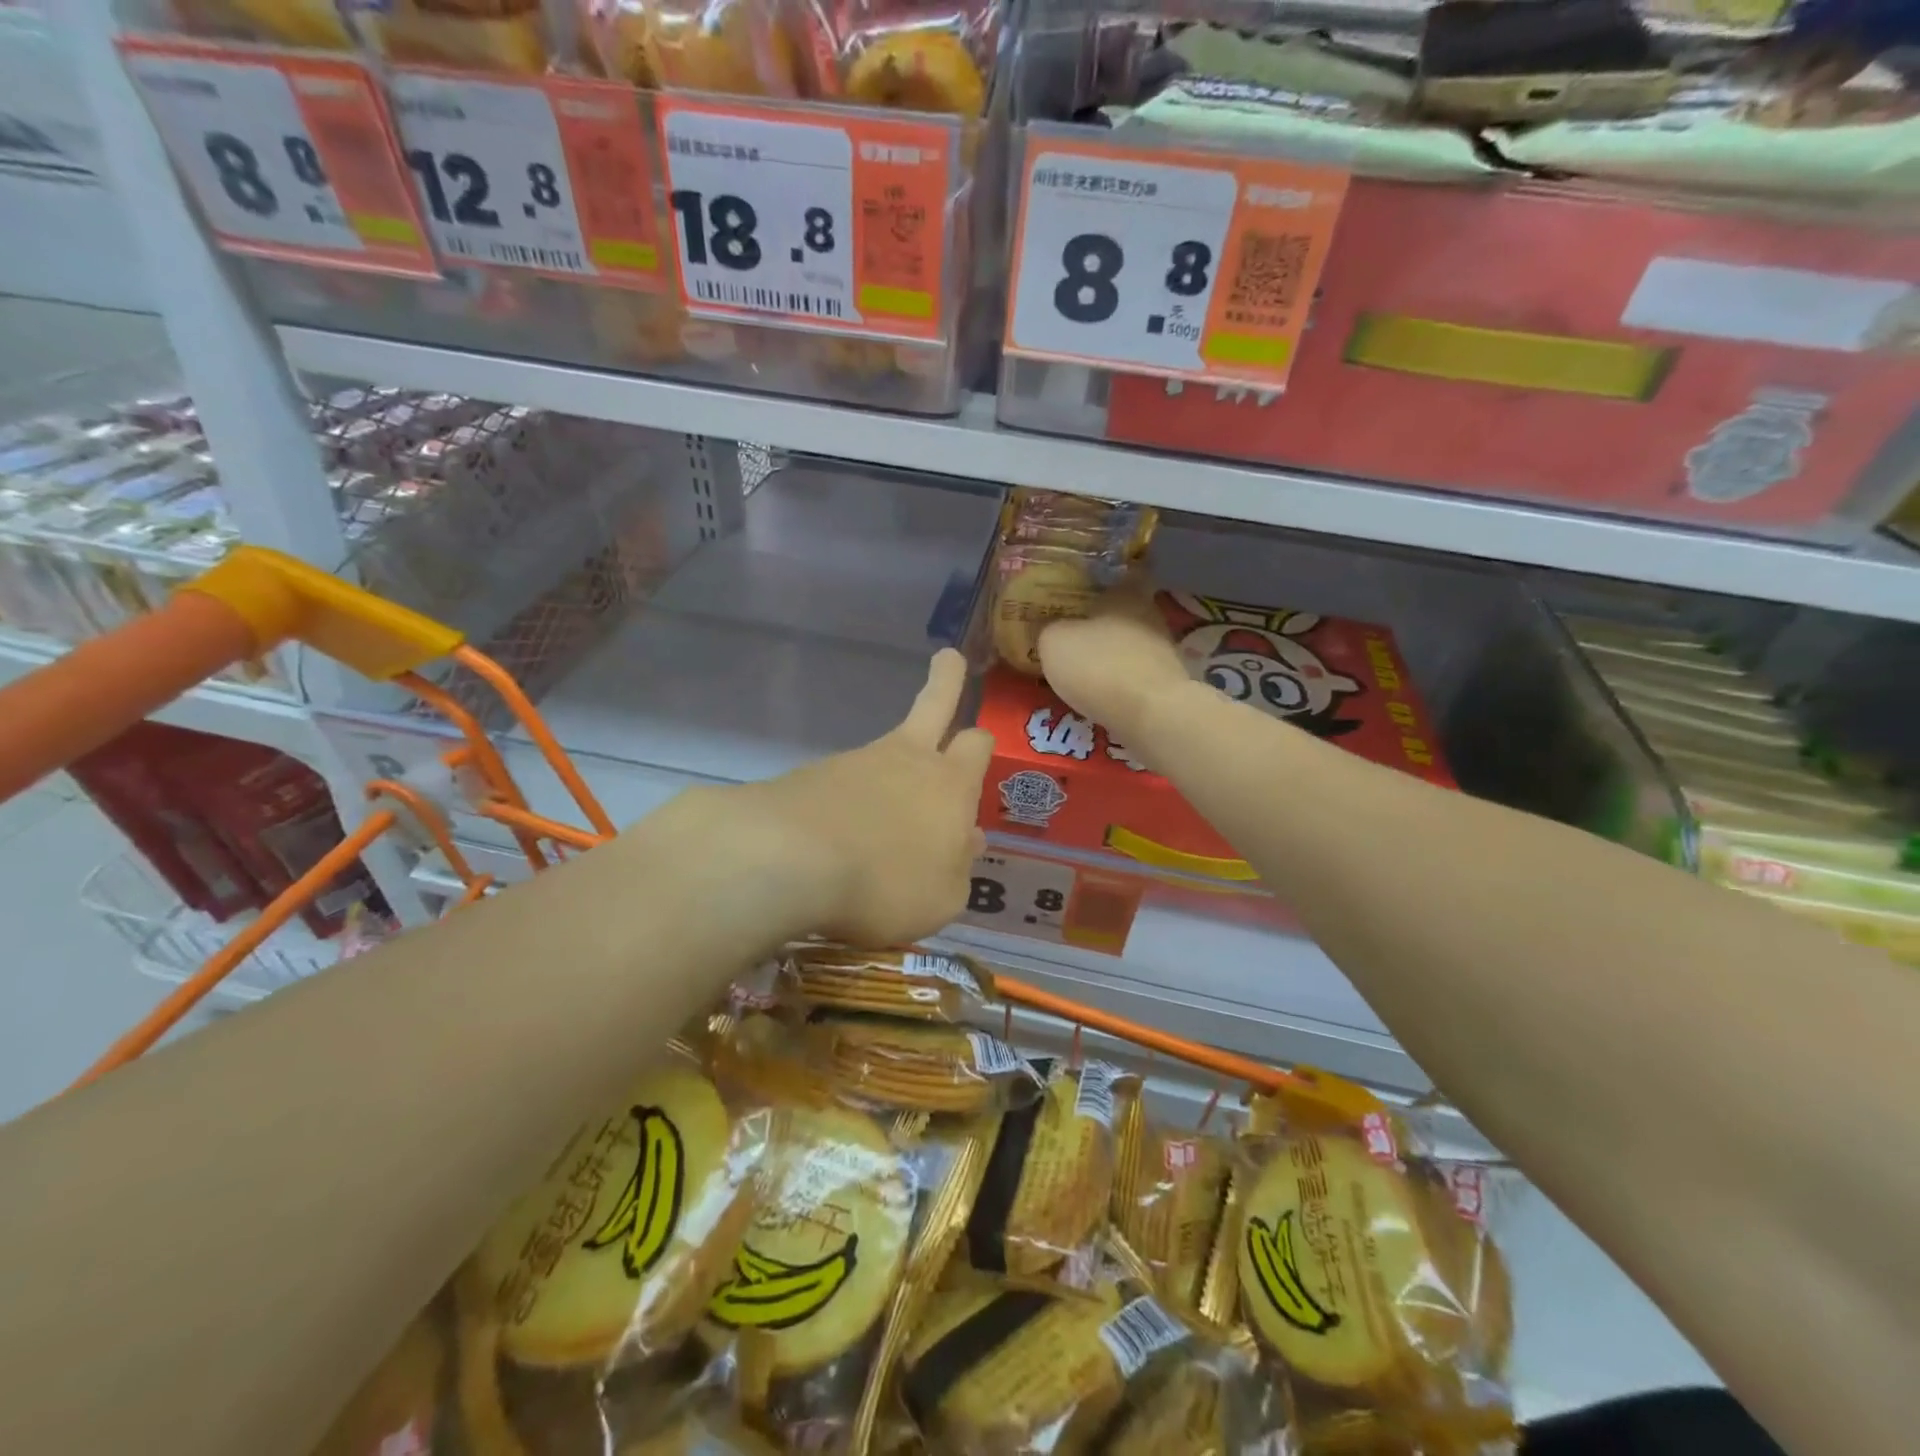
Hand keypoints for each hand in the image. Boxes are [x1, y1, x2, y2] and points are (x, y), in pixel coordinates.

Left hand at [736, 649, 993, 945]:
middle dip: (947, 680)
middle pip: (935, 705)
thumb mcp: (942, 898)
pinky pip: (842, 783)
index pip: (977, 744)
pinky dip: (847, 801)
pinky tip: (838, 836)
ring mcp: (856, 762)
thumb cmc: (887, 883)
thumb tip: (968, 839)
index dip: (982, 743)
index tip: (980, 738)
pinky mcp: (812, 776)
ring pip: (884, 749)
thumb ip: (958, 868)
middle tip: (949, 658)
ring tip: (883, 820)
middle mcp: (907, 760)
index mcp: (950, 784)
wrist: (790, 860)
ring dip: (891, 763)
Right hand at [1037, 578, 1188, 740]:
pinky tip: (1101, 692)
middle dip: (1101, 622)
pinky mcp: (1167, 683)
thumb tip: (1052, 630)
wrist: (1150, 714)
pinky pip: (1136, 674)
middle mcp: (1150, 614)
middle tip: (1073, 633)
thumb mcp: (1053, 642)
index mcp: (1125, 593)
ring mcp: (1163, 650)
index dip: (1100, 583)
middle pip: (1123, 612)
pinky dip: (1120, 680)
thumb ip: (1050, 630)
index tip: (1082, 592)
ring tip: (1083, 668)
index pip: (1119, 575)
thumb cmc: (1098, 665)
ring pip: (1130, 644)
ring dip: (1111, 654)